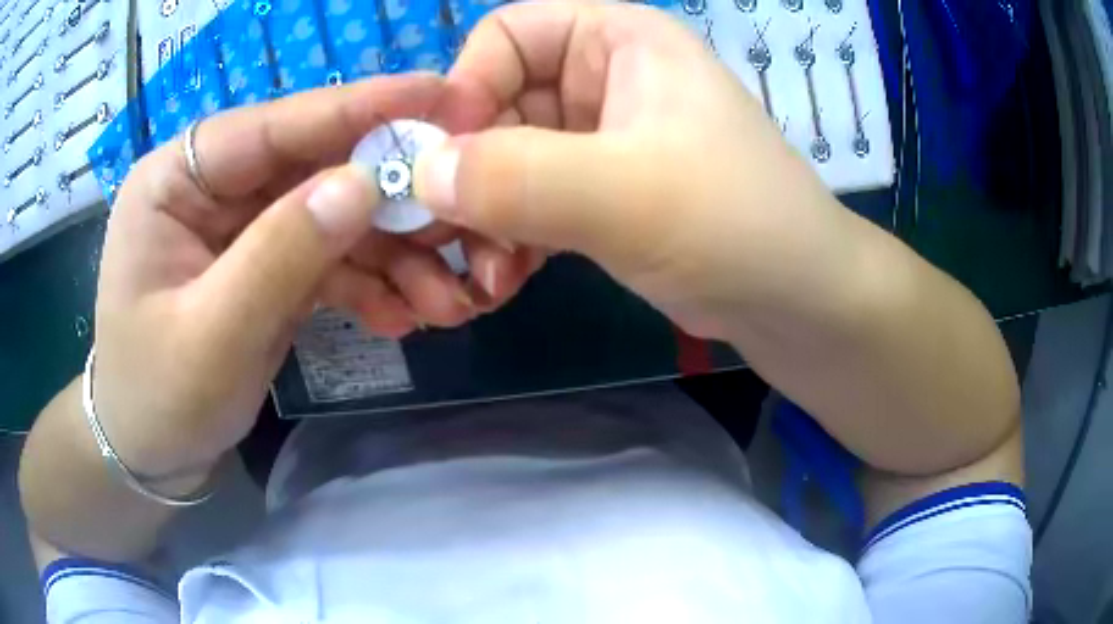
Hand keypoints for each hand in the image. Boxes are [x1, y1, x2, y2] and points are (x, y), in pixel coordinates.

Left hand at [92, 75, 536, 477]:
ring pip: (334, 215)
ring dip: (393, 255)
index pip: (275, 126)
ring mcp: (243, 225)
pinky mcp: (267, 263)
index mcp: (176, 179)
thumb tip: (368, 183)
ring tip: (445, 301)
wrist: (151, 455)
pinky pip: (330, 257)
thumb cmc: (158, 399)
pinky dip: (371, 284)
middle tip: (464, 226)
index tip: (444, 96)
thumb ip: (282, 255)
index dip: (360, 108)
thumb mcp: (213, 336)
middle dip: (391, 201)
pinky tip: (403, 317)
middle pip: (316, 167)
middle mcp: (213, 186)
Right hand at [417, 2, 863, 338]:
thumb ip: (518, 177)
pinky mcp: (599, 194)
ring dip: (484, 218)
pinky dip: (509, 239)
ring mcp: (599, 139)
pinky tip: (507, 281)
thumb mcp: (630, 194)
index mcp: (616, 40)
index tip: (447, 164)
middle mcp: (603, 78)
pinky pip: (528, 201)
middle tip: (456, 243)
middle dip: (469, 174)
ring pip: (504, 160)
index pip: (503, 37)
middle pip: (495, 103)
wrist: (796, 302)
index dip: (463, 90)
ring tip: (491, 277)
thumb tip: (422, 174)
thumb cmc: (736, 225)